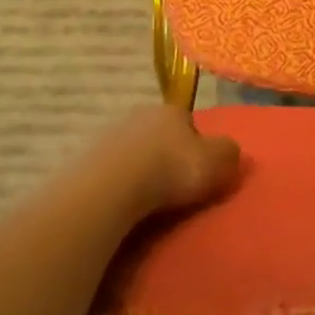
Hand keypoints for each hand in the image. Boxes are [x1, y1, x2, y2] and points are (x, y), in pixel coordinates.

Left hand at [90, 103, 240, 218]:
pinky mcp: (84, 161)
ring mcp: (107, 136)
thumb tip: (230, 150)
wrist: (111, 188)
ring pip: (132, 152)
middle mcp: (138, 115)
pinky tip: (123, 204)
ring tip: (147, 200)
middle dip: (165, 155)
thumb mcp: (218, 161)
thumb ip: (230, 152)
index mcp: (171, 110)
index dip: (197, 144)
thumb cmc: (172, 169)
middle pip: (158, 135)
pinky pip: (110, 173)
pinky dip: (117, 185)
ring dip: (139, 170)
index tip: (199, 169)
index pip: (189, 121)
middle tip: (173, 186)